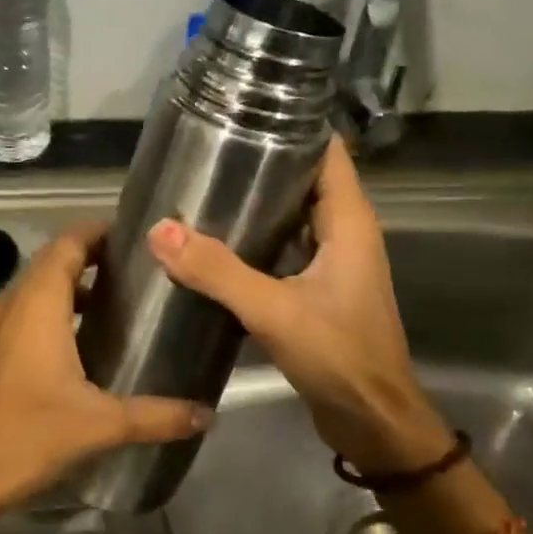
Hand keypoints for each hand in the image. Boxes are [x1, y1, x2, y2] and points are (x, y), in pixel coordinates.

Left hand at [0, 221, 211, 515]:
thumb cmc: (29, 434)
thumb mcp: (101, 423)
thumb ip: (157, 415)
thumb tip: (208, 414)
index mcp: (39, 303)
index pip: (69, 243)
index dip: (99, 231)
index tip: (138, 235)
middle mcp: (15, 303)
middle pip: (54, 259)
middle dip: (93, 254)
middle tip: (139, 266)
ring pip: (39, 285)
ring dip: (74, 282)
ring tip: (120, 296)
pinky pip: (28, 310)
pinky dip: (57, 307)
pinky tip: (86, 337)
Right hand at [146, 137, 452, 474]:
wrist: (373, 421)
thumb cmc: (339, 357)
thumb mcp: (274, 310)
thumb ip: (218, 271)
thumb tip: (159, 230)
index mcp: (349, 223)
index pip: (328, 153)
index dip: (294, 127)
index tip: (246, 112)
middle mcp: (345, 234)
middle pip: (305, 180)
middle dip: (263, 162)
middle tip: (207, 150)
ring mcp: (332, 263)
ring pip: (292, 217)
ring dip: (256, 204)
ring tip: (203, 188)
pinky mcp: (317, 290)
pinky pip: (283, 249)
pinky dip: (254, 240)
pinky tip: (214, 243)